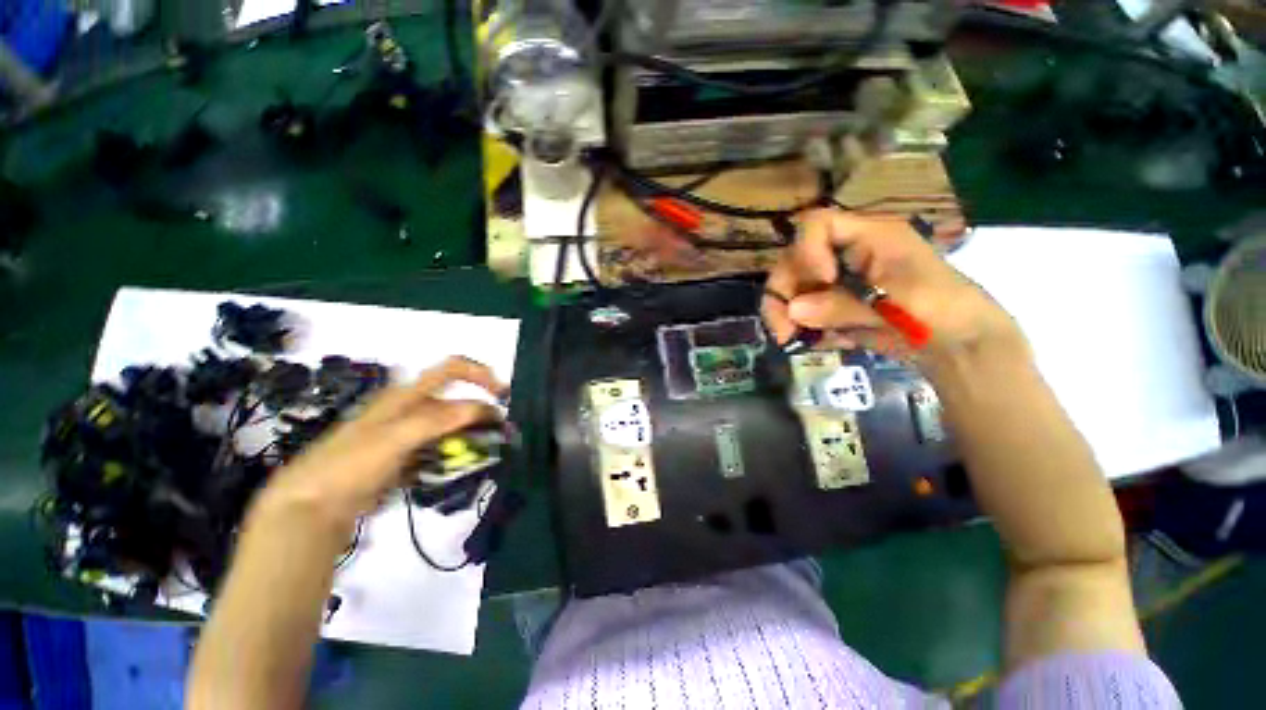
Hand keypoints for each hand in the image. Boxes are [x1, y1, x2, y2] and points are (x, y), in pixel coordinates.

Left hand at [256, 356, 507, 524]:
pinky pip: (440, 450)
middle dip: (482, 414)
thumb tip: (482, 410)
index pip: (451, 369)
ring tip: (485, 456)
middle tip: (501, 435)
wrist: (312, 506)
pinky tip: (461, 470)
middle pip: (457, 402)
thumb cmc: (350, 464)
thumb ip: (438, 419)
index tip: (502, 396)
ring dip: (471, 437)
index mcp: (407, 396)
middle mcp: (411, 410)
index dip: (480, 374)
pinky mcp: (406, 458)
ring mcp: (409, 435)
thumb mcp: (395, 437)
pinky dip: (455, 456)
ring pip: (451, 428)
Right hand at [762, 210, 1023, 362]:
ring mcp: (837, 281)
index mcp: (868, 237)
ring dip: (785, 315)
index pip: (817, 225)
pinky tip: (821, 343)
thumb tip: (793, 310)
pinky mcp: (834, 305)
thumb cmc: (943, 312)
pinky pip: (802, 312)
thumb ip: (844, 306)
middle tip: (783, 330)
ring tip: (793, 340)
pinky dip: (803, 329)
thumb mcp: (898, 305)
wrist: (959, 346)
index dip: (806, 251)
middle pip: (794, 260)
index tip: (821, 282)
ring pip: (792, 289)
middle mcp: (845, 254)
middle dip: (782, 294)